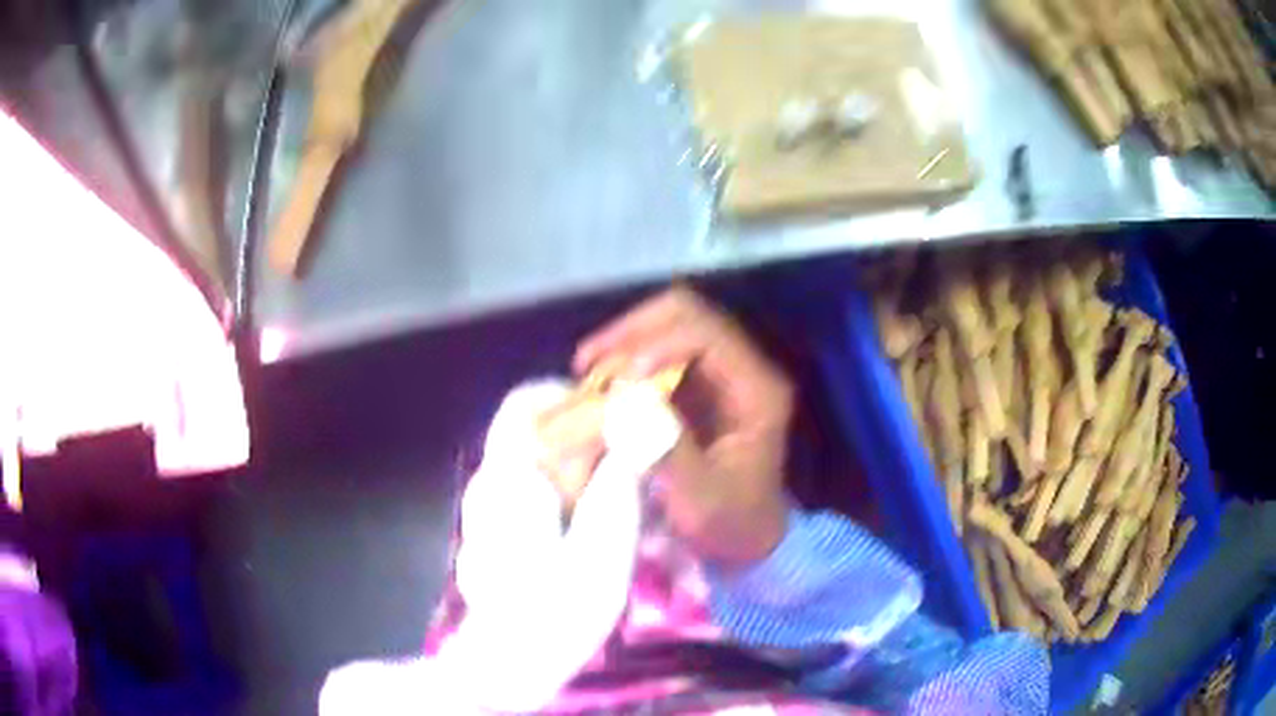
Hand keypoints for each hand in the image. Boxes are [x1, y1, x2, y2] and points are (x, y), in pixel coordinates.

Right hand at [575, 287, 792, 564]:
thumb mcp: (701, 500)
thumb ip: (667, 450)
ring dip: (624, 342)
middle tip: (588, 363)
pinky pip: (657, 353)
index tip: (619, 378)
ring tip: (586, 372)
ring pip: (668, 327)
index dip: (659, 343)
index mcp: (756, 390)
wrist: (749, 540)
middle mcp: (740, 369)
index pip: (707, 334)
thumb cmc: (731, 523)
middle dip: (632, 331)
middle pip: (686, 314)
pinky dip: (625, 360)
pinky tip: (599, 383)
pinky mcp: (696, 386)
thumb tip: (625, 400)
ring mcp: (718, 374)